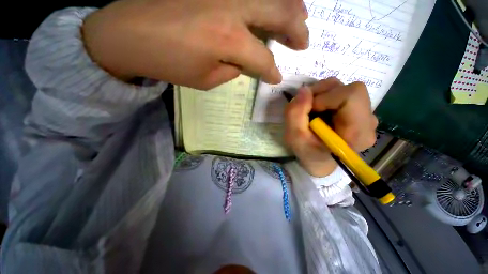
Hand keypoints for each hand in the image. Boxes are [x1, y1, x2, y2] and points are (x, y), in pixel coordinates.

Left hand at [82, 0, 308, 89]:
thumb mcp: (206, 79)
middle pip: (280, 13)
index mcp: (229, 41)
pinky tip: (273, 2)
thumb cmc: (168, 63)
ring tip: (300, 17)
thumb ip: (233, 70)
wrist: (128, 33)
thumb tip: (247, 62)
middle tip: (304, 42)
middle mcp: (232, 7)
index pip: (264, 60)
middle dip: (296, 30)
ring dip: (290, 6)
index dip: (273, 72)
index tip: (277, 78)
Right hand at [284, 78, 378, 176]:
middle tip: (307, 109)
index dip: (326, 97)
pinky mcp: (358, 111)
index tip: (310, 110)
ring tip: (311, 111)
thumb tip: (303, 90)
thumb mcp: (294, 137)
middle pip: (350, 89)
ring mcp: (365, 115)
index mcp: (357, 132)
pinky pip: (342, 93)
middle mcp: (368, 121)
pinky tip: (318, 111)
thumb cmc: (308, 154)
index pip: (352, 95)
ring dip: (322, 95)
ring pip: (345, 88)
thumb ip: (295, 114)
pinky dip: (325, 97)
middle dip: (322, 94)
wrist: (319, 161)